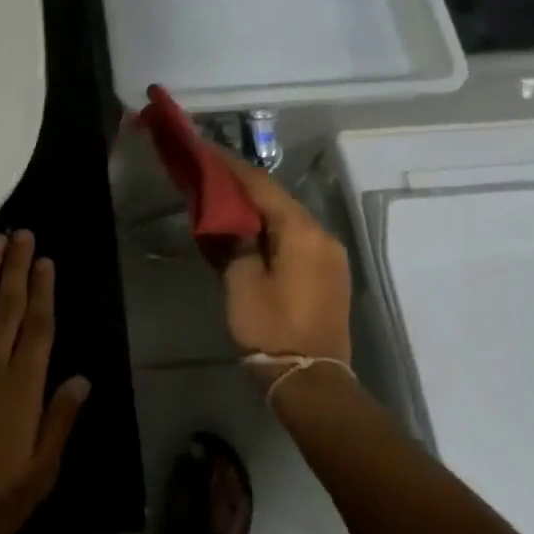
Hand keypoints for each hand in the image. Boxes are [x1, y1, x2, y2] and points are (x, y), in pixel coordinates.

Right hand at [211, 148, 353, 379]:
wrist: (310, 382)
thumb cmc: (271, 327)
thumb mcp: (241, 279)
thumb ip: (234, 239)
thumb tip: (227, 218)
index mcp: (301, 231)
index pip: (261, 185)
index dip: (230, 167)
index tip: (204, 152)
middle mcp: (321, 234)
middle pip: (277, 197)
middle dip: (242, 185)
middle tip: (209, 175)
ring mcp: (329, 254)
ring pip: (286, 216)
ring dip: (256, 206)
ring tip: (223, 199)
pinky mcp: (328, 272)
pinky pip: (295, 236)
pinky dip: (270, 226)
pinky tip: (247, 229)